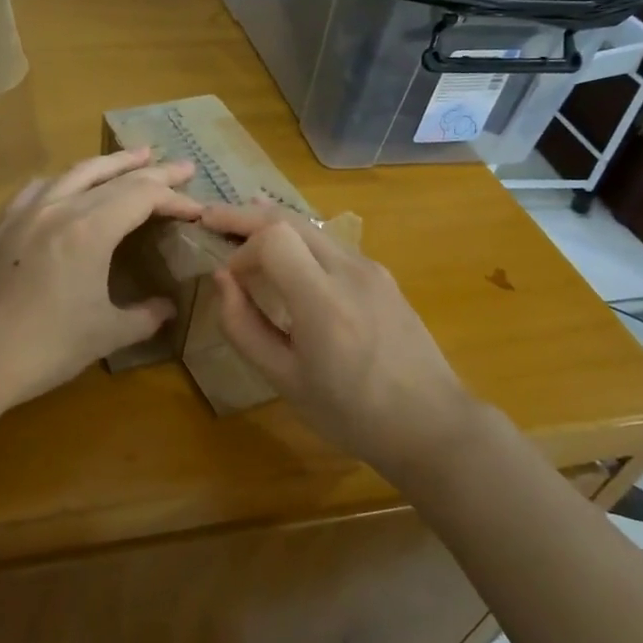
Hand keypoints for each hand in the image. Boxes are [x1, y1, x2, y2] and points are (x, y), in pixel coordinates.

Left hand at [0, 148, 201, 414]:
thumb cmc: (44, 348)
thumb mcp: (105, 335)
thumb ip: (144, 316)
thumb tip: (168, 308)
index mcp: (89, 229)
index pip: (142, 196)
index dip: (174, 198)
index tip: (197, 209)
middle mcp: (59, 207)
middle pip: (114, 176)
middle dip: (152, 170)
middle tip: (182, 166)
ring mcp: (25, 211)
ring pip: (76, 172)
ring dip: (110, 164)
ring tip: (135, 157)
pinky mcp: (2, 223)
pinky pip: (41, 186)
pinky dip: (67, 179)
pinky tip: (69, 185)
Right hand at [201, 203, 475, 481]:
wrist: (433, 425)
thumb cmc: (353, 414)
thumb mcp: (286, 381)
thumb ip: (245, 327)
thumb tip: (222, 280)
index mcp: (323, 301)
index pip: (273, 238)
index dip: (241, 248)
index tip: (229, 279)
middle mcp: (349, 270)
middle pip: (289, 219)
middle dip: (245, 216)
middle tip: (210, 219)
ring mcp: (370, 268)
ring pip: (310, 226)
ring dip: (271, 223)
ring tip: (238, 226)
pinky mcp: (381, 274)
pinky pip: (330, 243)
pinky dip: (298, 239)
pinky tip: (284, 252)